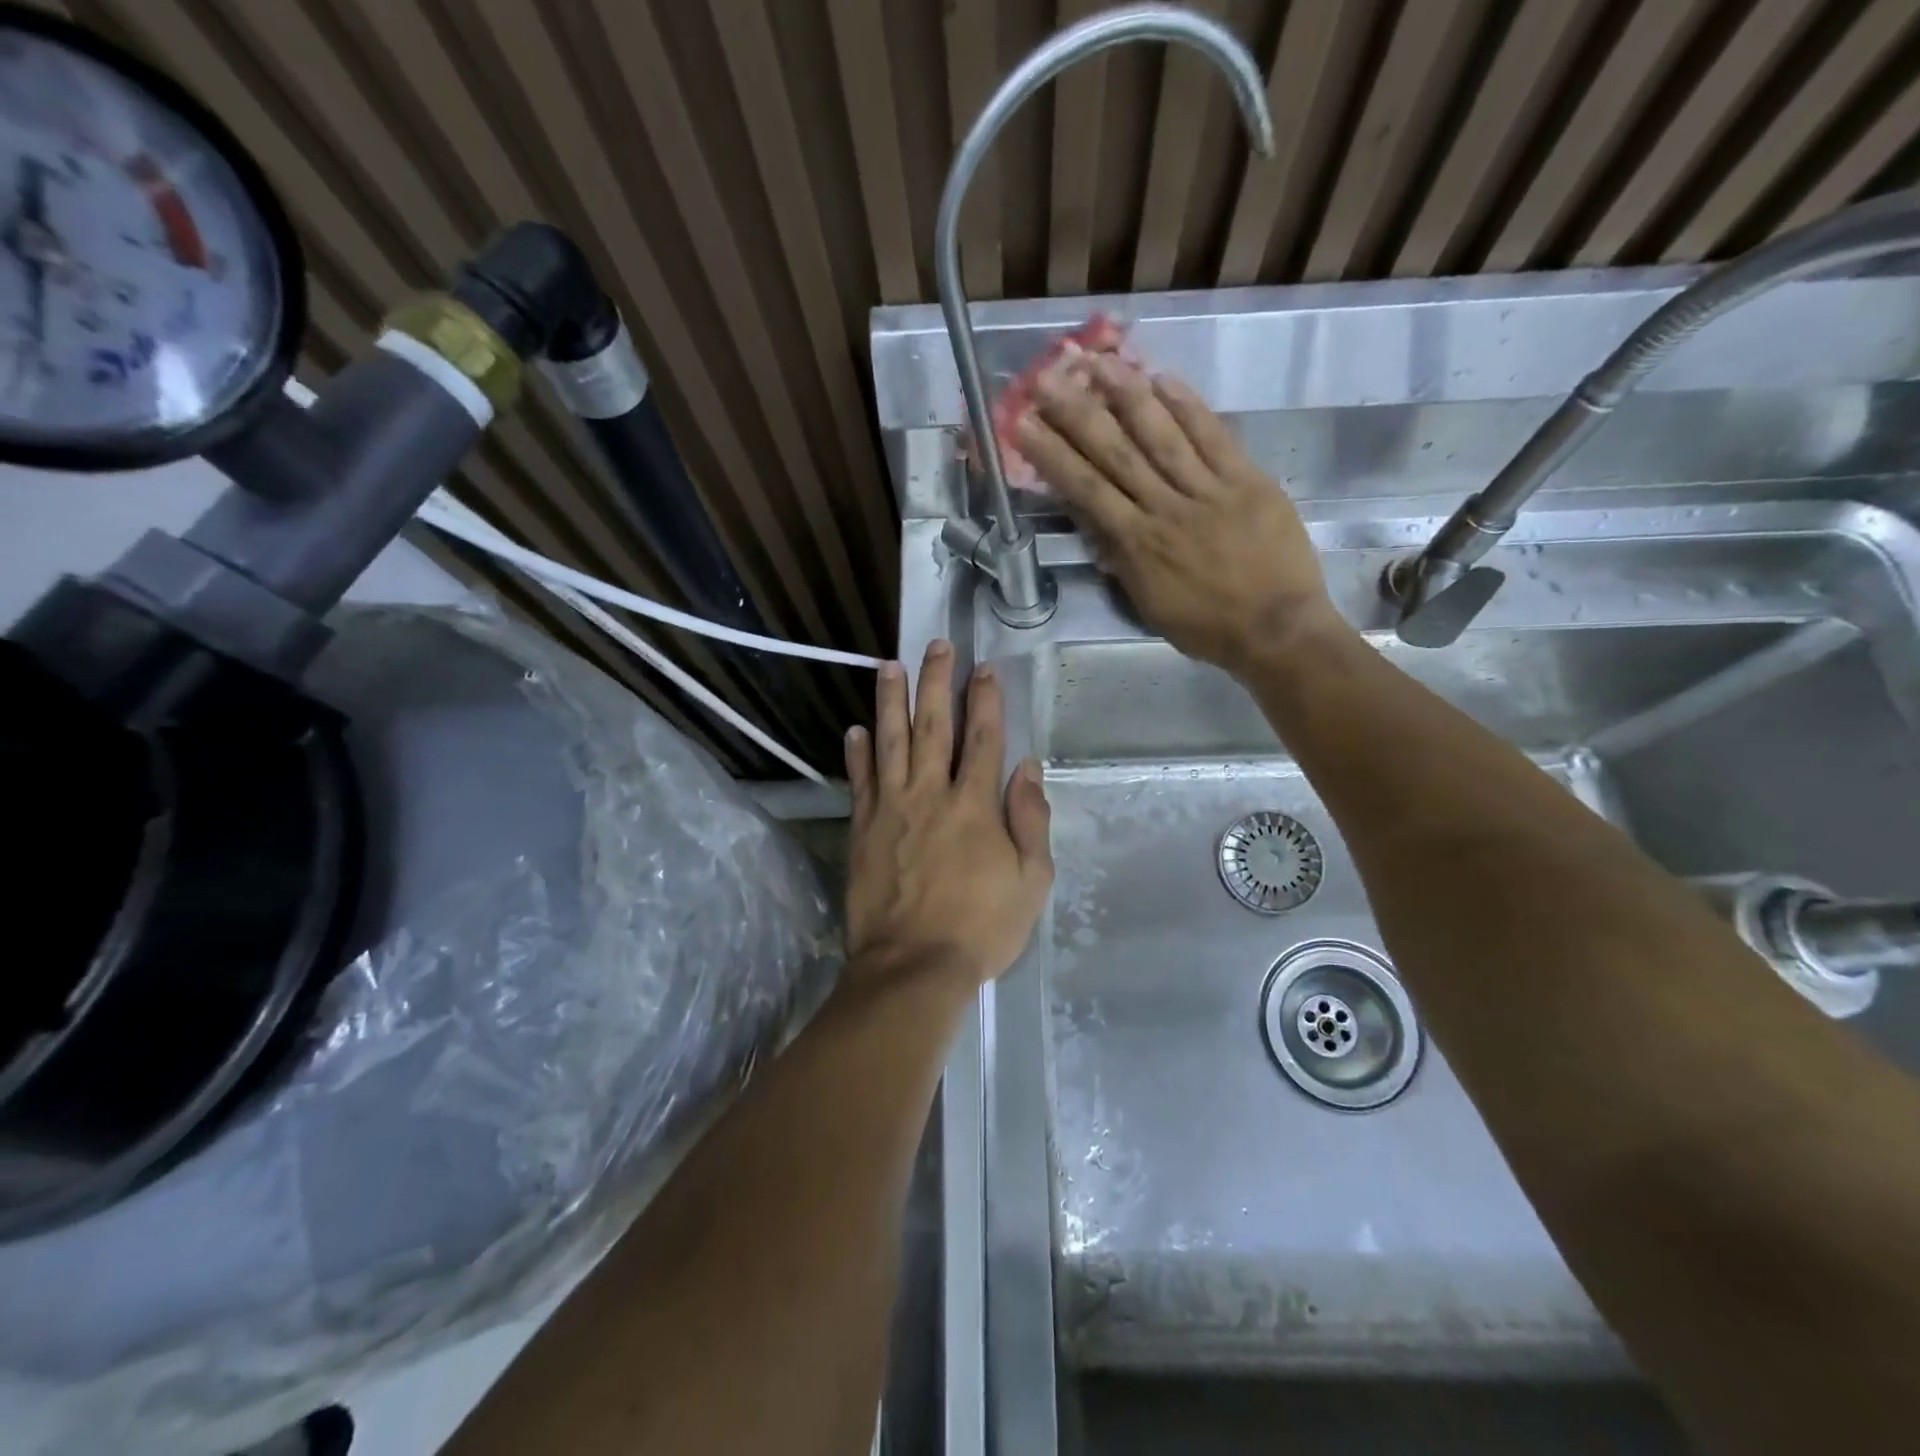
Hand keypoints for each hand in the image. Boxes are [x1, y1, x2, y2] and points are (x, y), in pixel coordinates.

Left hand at [843, 642, 1053, 996]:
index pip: (983, 738)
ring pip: (890, 742)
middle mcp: (930, 794)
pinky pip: (859, 781)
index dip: (985, 700)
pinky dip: (857, 753)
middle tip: (936, 645)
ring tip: (889, 666)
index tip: (983, 667)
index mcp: (975, 805)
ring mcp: (891, 809)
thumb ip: (1030, 820)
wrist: (912, 967)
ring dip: (890, 701)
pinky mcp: (862, 829)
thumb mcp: (1030, 881)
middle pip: (934, 726)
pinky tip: (855, 728)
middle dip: (936, 682)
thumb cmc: (981, 927)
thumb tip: (1025, 768)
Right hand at [1017, 353, 1348, 674]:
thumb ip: (1123, 561)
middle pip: (1115, 453)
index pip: (1086, 489)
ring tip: (1099, 362)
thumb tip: (1096, 525)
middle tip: (1047, 379)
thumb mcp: (1150, 604)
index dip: (1052, 454)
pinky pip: (1213, 436)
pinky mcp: (1247, 480)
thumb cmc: (1207, 627)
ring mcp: (1208, 490)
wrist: (1276, 629)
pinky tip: (1163, 378)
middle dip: (1077, 414)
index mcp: (1137, 544)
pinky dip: (1188, 407)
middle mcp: (1165, 508)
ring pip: (1161, 435)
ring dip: (1127, 395)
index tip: (1024, 424)